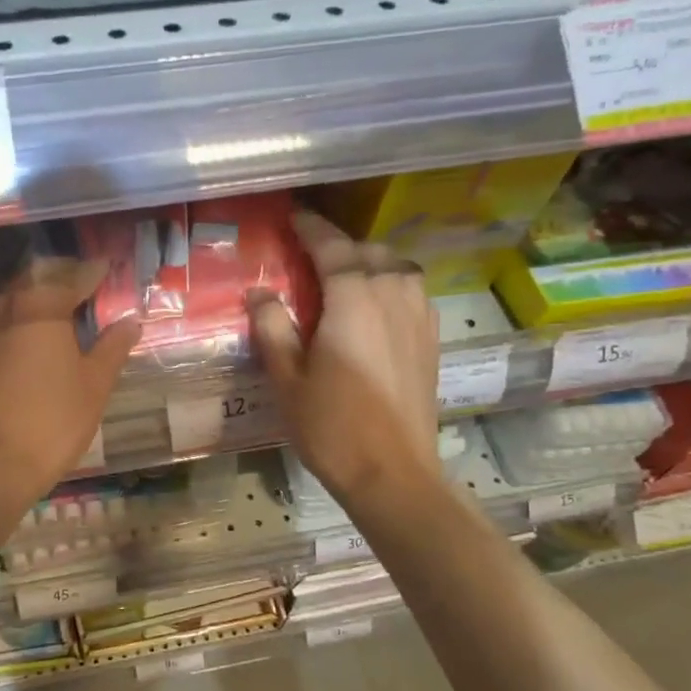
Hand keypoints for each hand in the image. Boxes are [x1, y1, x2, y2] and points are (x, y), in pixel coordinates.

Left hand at [0, 258, 140, 510]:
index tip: (105, 268)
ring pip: (5, 304)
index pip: (70, 278)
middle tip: (78, 286)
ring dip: (28, 301)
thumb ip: (112, 348)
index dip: (90, 272)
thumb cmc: (52, 421)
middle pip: (32, 282)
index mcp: (40, 308)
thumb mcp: (94, 385)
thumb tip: (130, 321)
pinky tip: (15, 344)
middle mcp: (3, 310)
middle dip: (57, 280)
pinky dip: (6, 327)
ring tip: (48, 313)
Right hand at [250, 211, 442, 505]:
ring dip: (369, 261)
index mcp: (353, 299)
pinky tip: (375, 304)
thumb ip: (272, 327)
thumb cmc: (331, 426)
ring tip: (343, 275)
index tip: (293, 216)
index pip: (332, 247)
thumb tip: (260, 292)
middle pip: (368, 251)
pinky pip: (411, 291)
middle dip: (339, 245)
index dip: (311, 228)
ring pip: (397, 267)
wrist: (394, 473)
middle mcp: (392, 295)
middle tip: (309, 254)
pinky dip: (390, 283)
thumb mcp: (286, 378)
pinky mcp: (431, 338)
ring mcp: (419, 316)